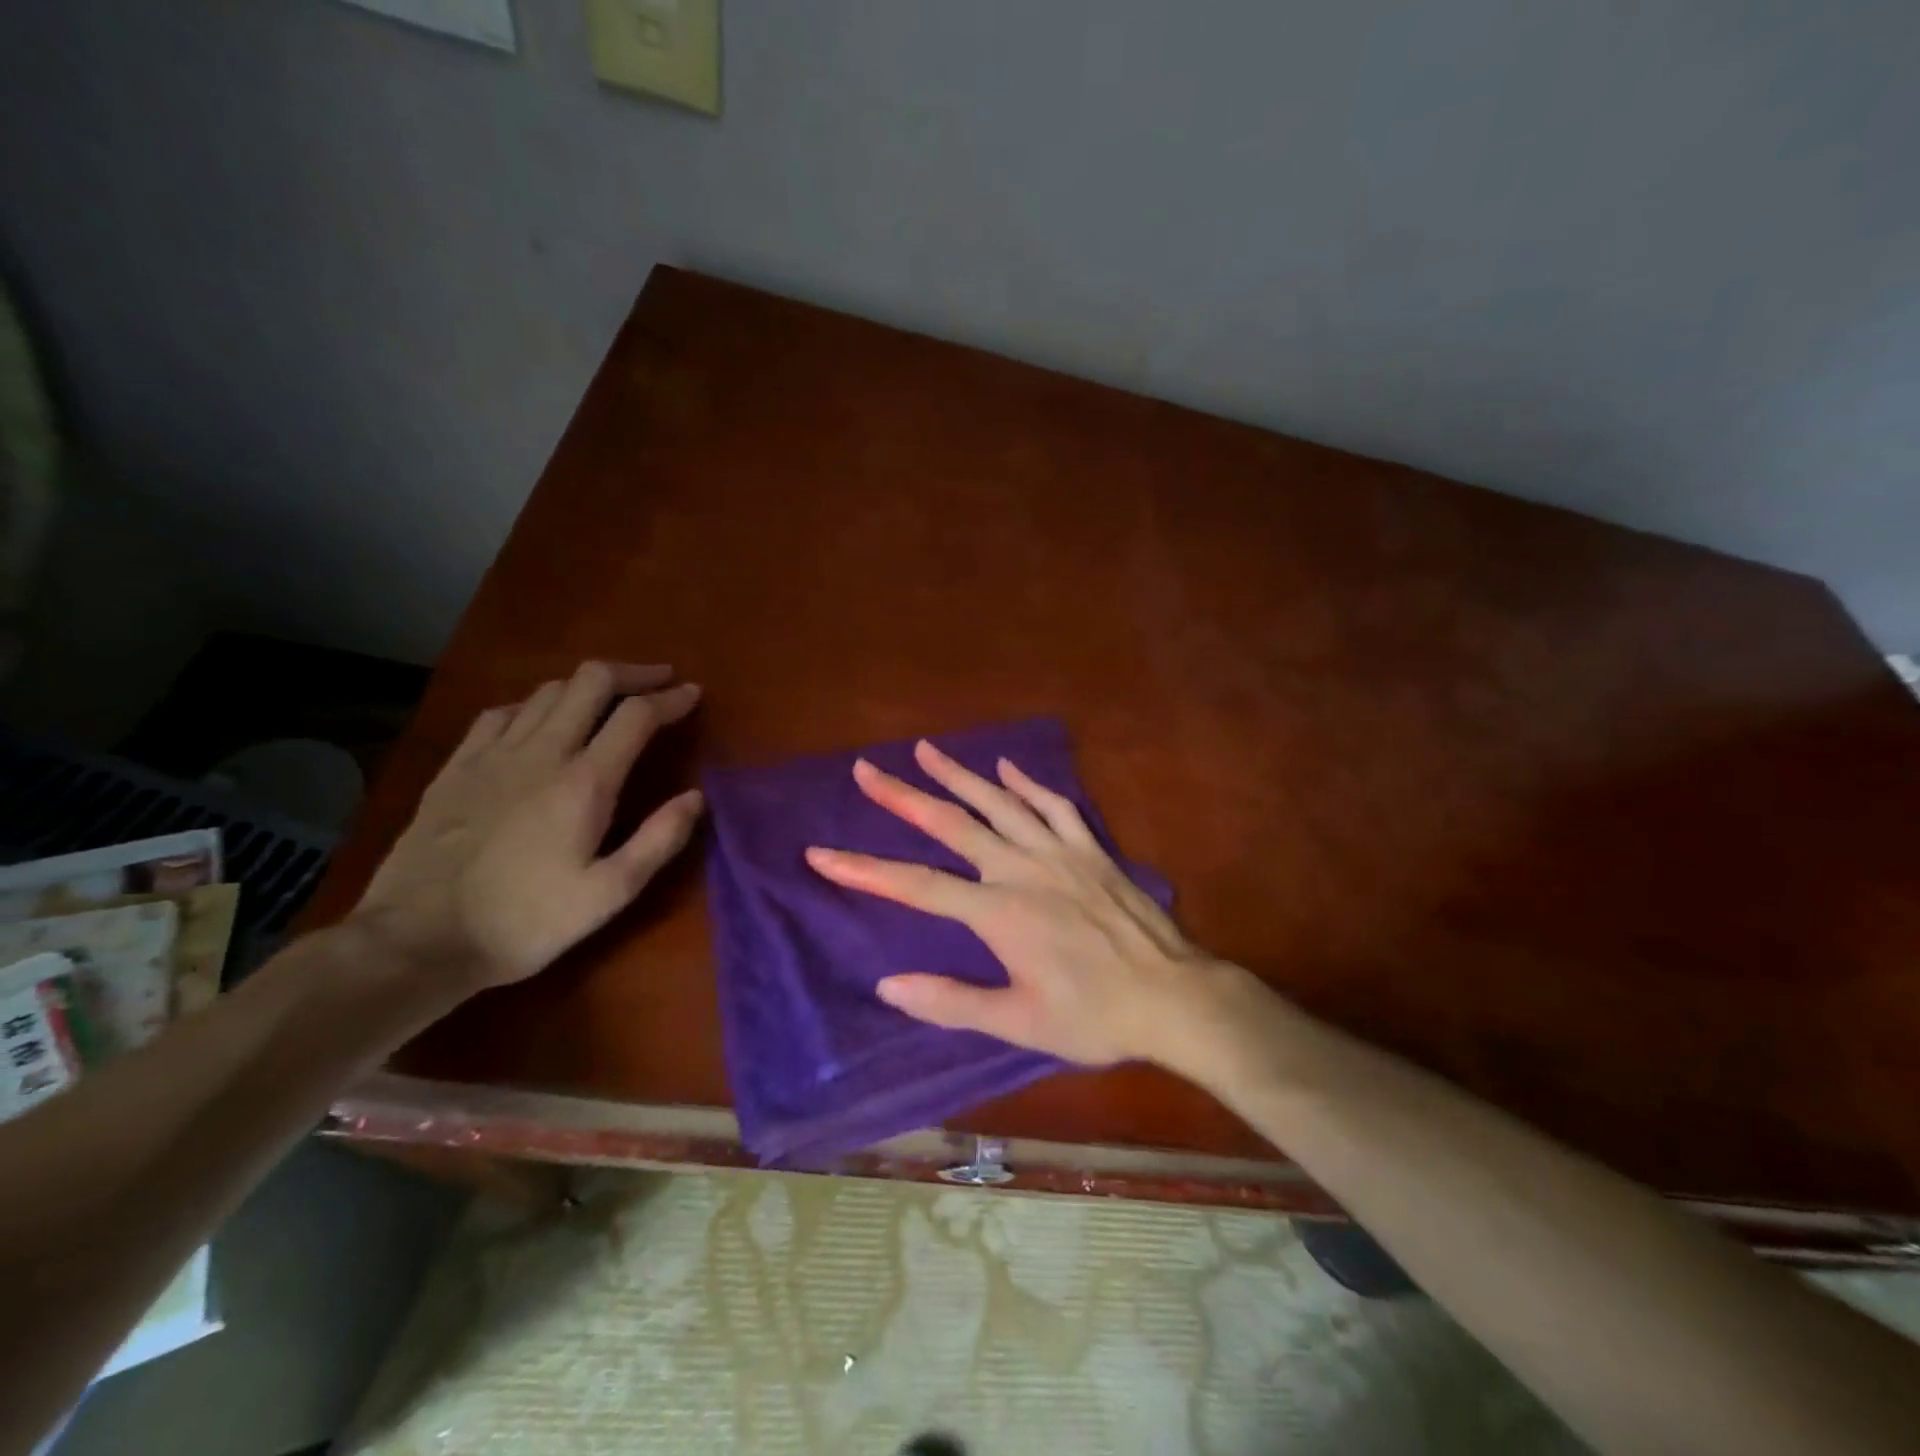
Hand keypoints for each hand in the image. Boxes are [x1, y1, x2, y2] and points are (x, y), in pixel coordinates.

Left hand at [355, 661, 703, 991]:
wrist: (417, 940)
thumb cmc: (525, 921)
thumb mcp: (609, 894)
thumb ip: (659, 840)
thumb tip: (696, 796)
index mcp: (585, 782)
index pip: (637, 715)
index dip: (671, 698)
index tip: (693, 694)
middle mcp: (542, 752)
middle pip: (591, 681)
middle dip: (633, 673)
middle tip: (659, 681)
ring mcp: (493, 754)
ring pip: (548, 690)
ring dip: (587, 686)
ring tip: (608, 700)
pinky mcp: (457, 766)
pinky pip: (502, 712)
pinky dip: (535, 704)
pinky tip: (539, 720)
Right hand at [805, 740, 1220, 1065]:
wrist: (1173, 997)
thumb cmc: (1093, 1016)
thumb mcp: (1019, 1023)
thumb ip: (952, 1002)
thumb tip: (887, 985)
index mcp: (999, 913)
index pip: (916, 886)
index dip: (864, 870)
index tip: (821, 853)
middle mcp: (1021, 869)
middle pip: (952, 825)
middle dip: (903, 796)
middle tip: (866, 769)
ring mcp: (1059, 852)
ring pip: (999, 802)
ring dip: (958, 774)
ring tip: (924, 750)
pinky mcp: (1090, 849)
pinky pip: (1054, 805)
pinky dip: (1027, 783)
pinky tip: (1006, 767)